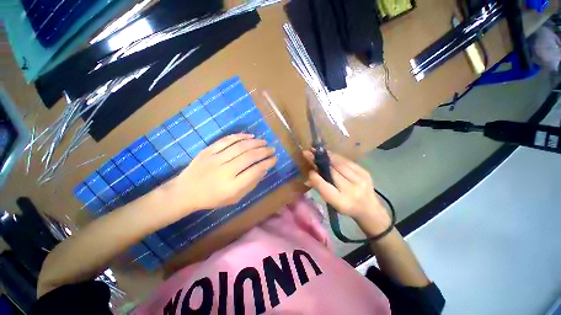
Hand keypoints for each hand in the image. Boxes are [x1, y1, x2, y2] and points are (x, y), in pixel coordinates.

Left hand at [172, 133, 276, 210]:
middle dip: (264, 151)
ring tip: (264, 142)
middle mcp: (224, 171)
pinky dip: (239, 136)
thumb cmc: (212, 198)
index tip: (275, 159)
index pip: (255, 171)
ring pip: (239, 146)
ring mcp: (215, 159)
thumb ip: (250, 184)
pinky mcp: (208, 151)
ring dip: (255, 142)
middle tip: (272, 149)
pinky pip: (226, 140)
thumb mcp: (234, 198)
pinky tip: (249, 136)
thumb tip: (263, 170)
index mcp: (232, 186)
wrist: (185, 192)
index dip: (267, 163)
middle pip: (249, 157)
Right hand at [303, 150, 390, 234]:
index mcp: (341, 202)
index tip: (308, 169)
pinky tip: (329, 154)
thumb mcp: (331, 202)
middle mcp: (352, 191)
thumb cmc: (346, 206)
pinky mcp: (365, 173)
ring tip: (317, 151)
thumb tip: (307, 179)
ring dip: (327, 156)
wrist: (369, 208)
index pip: (325, 187)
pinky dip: (337, 157)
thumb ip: (320, 189)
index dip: (315, 177)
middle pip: (332, 172)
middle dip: (319, 161)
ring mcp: (360, 180)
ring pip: (340, 164)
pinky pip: (348, 162)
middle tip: (308, 153)